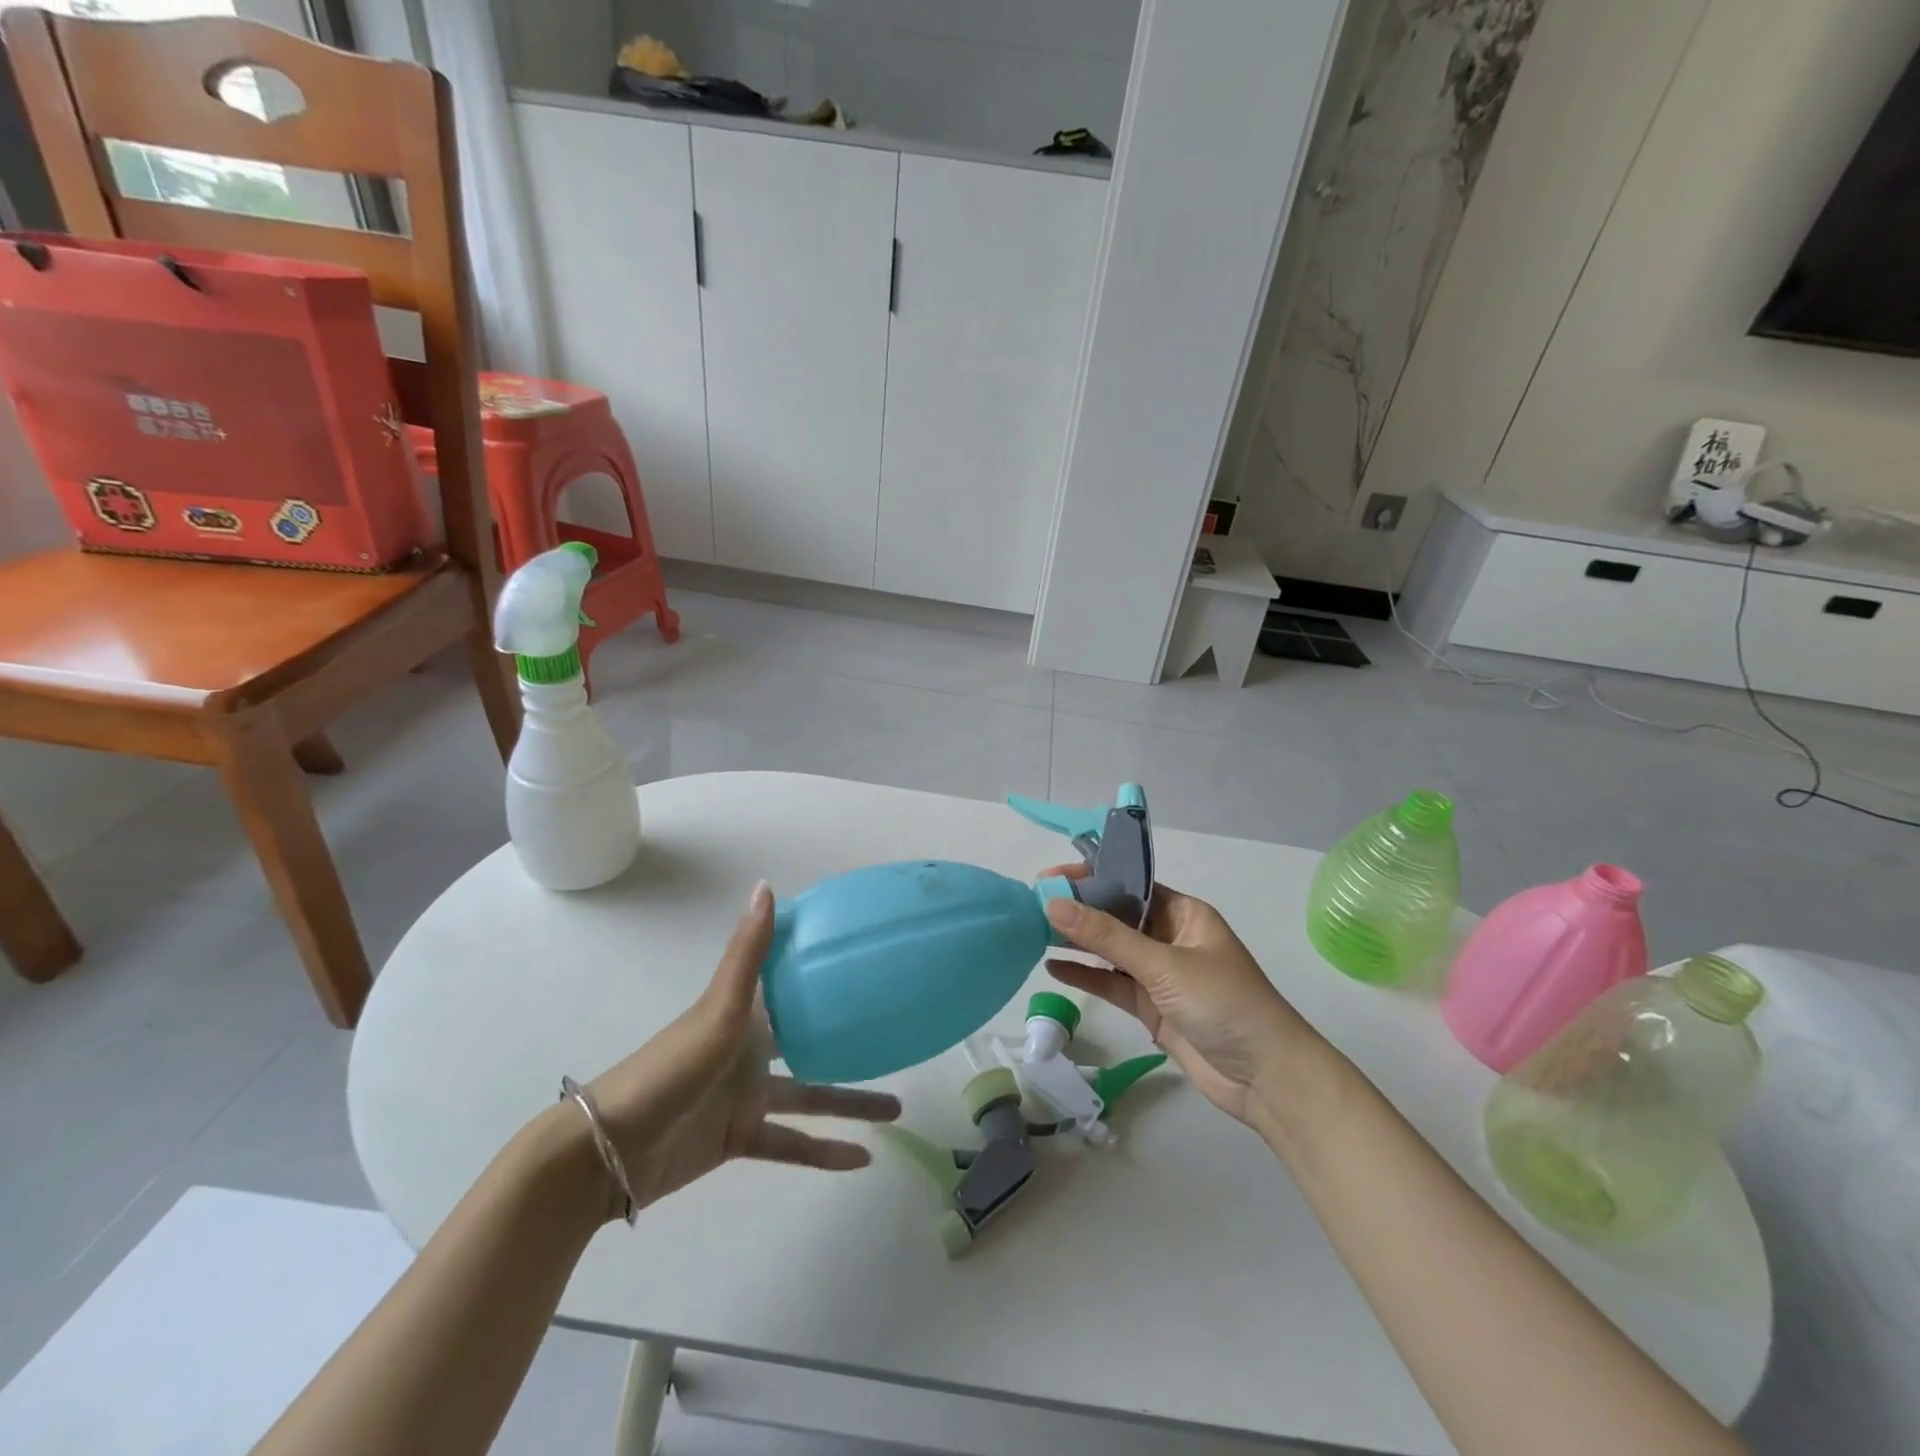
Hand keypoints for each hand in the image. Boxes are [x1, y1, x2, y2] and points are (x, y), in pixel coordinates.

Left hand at [584, 881, 899, 1215]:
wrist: (612, 1148)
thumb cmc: (671, 1068)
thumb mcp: (717, 1008)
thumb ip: (747, 953)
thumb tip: (766, 885)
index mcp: (746, 1014)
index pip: (791, 984)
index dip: (823, 970)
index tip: (866, 958)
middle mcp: (751, 1049)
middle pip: (812, 1042)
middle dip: (850, 1041)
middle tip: (895, 1039)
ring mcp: (746, 1096)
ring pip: (812, 1097)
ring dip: (851, 1103)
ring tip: (898, 1109)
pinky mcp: (741, 1137)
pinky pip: (792, 1144)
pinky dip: (824, 1153)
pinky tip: (862, 1160)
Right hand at [1042, 872, 1331, 1130]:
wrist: (1267, 1078)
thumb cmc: (1224, 1004)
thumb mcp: (1164, 964)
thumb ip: (1107, 936)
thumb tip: (1054, 904)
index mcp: (1183, 913)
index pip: (1129, 884)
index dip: (1090, 877)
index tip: (1049, 877)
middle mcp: (1170, 937)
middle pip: (1116, 916)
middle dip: (1078, 910)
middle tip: (1031, 904)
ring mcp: (1160, 974)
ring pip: (1110, 950)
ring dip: (1077, 942)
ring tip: (1032, 931)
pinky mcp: (1152, 1007)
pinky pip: (1112, 983)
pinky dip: (1085, 975)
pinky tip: (1053, 967)